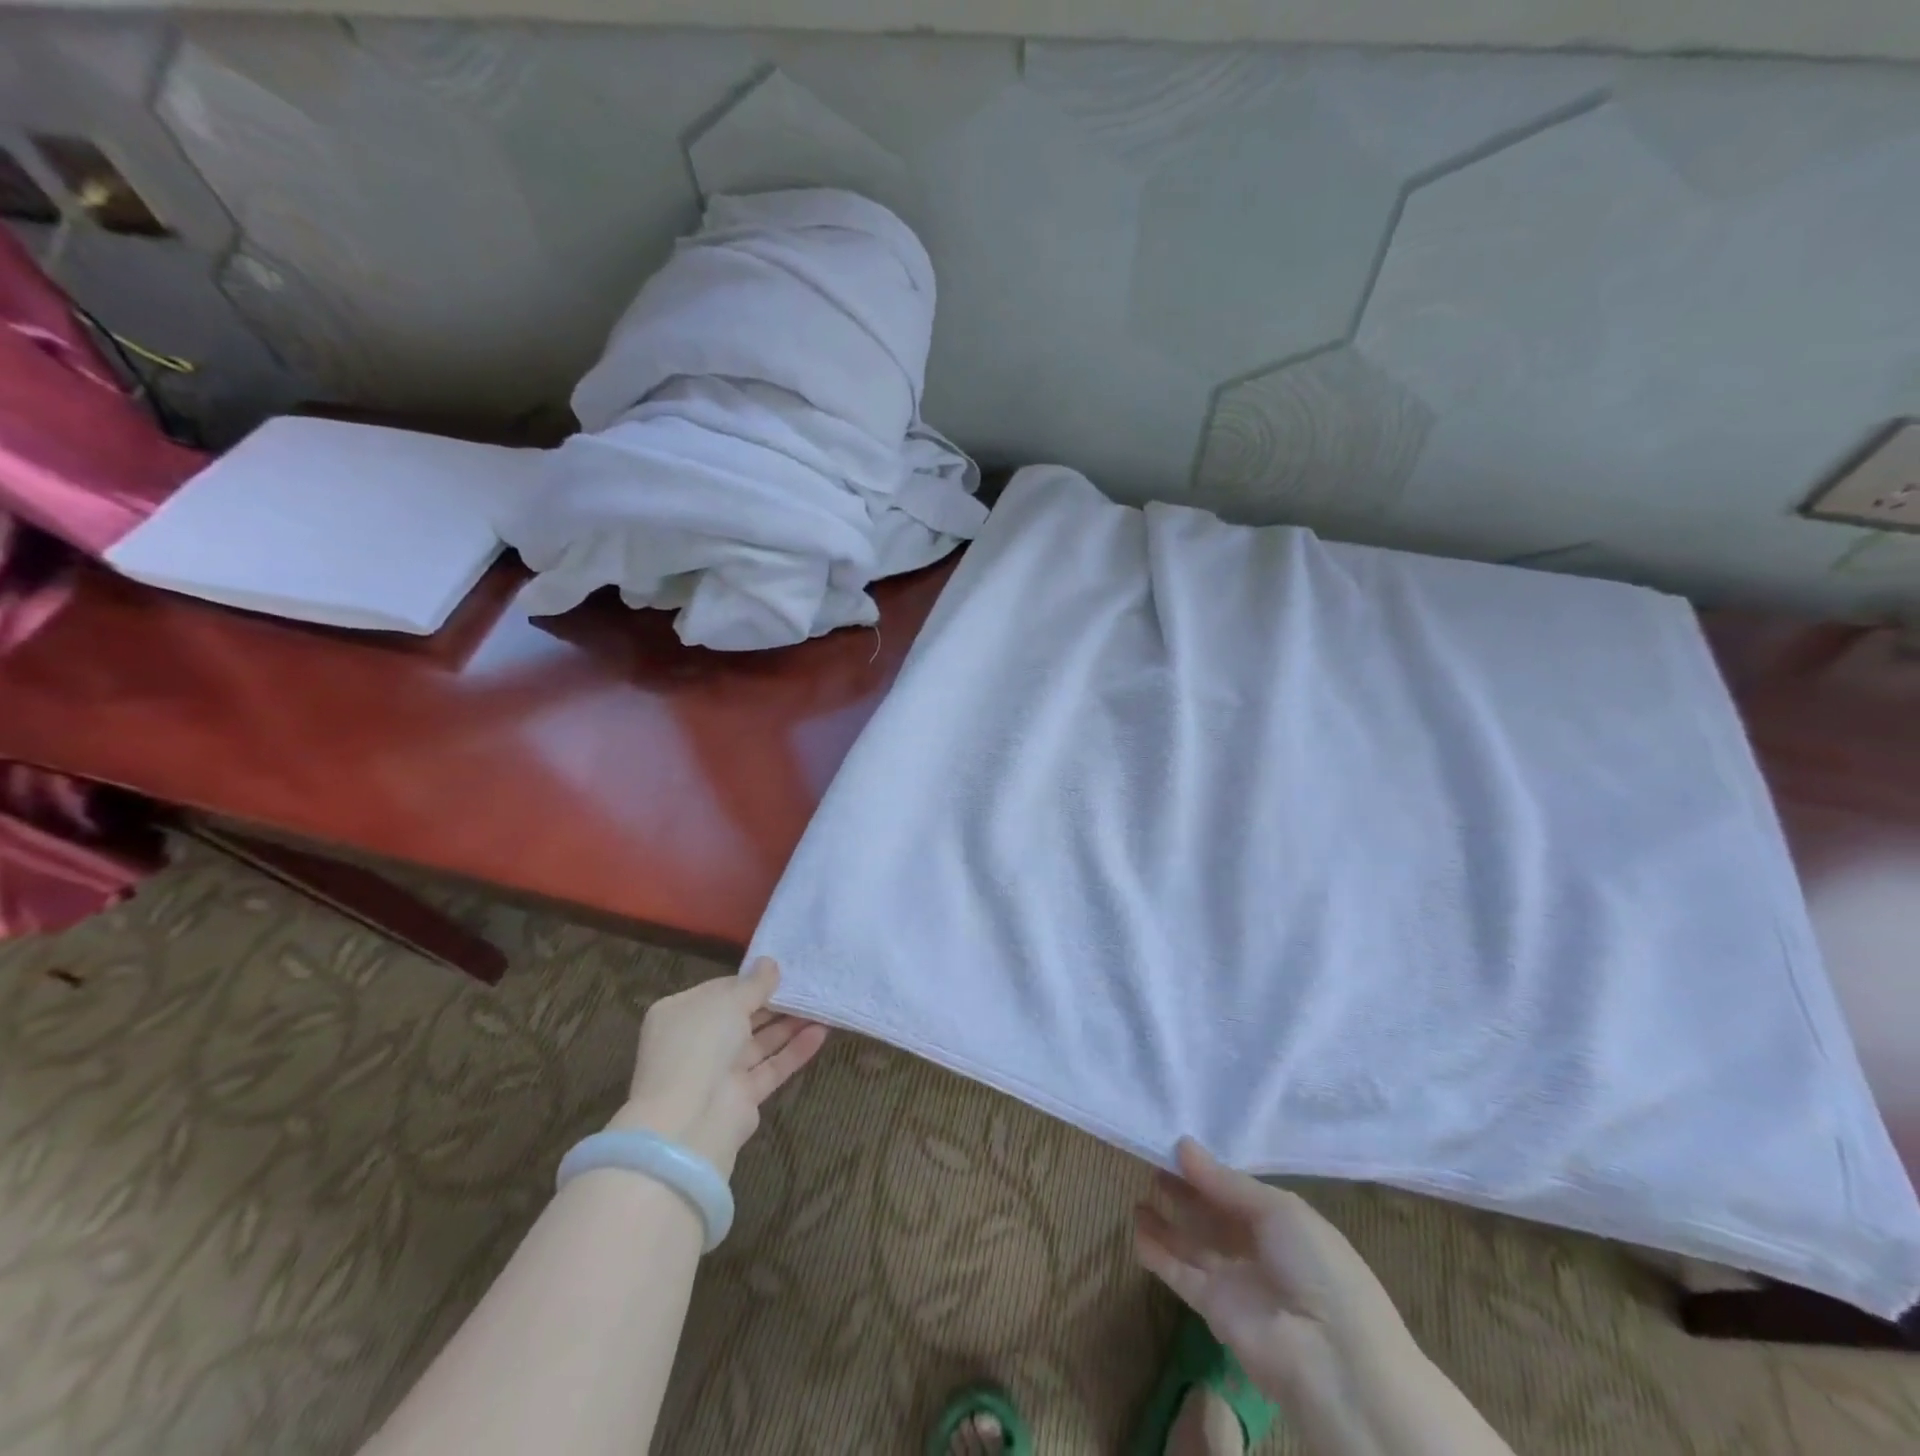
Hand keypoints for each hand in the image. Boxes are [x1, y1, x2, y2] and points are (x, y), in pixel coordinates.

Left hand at [611, 957, 828, 1178]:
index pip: (721, 990)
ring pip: (760, 1042)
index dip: (751, 980)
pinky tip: (821, 1032)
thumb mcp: (728, 1002)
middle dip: (774, 1002)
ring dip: (789, 1024)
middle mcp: (698, 1042)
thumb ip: (754, 984)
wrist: (690, 1121)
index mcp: (681, 1014)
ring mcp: (720, 1071)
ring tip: (821, 1004)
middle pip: (742, 1017)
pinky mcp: (742, 1096)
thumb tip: (770, 963)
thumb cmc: (701, 1045)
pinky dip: (795, 1051)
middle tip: (808, 985)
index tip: (782, 970)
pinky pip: (772, 1067)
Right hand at [1135, 1139, 1415, 1409]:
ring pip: (1194, 1245)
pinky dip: (1159, 1254)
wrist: (1332, 1362)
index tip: (1174, 1145)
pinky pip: (1181, 1275)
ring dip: (1168, 1223)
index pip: (1239, 1192)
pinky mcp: (1214, 1311)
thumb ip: (1225, 1181)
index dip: (1209, 1171)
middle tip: (1151, 1162)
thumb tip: (1182, 1145)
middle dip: (1185, 1192)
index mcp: (1286, 1225)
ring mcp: (1237, 1283)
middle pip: (1214, 1216)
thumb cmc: (1317, 1269)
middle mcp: (1260, 1252)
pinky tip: (1137, 1230)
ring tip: (1138, 1195)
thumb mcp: (1279, 1210)